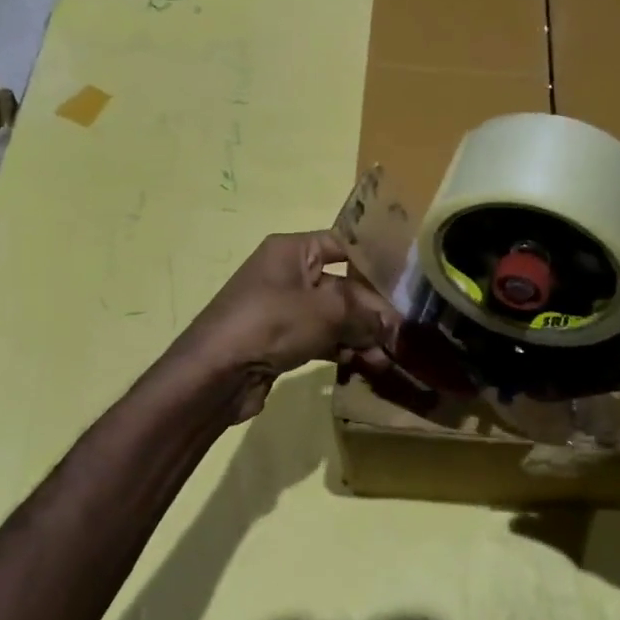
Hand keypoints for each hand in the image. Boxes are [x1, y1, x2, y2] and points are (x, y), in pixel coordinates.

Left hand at [179, 231, 398, 422]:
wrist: (214, 374)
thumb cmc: (270, 324)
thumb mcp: (325, 312)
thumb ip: (364, 314)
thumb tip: (391, 325)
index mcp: (292, 250)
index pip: (342, 245)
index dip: (374, 263)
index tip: (405, 284)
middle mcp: (287, 273)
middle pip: (342, 285)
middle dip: (371, 310)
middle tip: (399, 335)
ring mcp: (283, 308)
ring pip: (333, 316)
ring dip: (360, 335)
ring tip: (386, 358)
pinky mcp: (281, 339)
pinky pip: (320, 338)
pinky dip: (342, 349)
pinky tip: (365, 366)